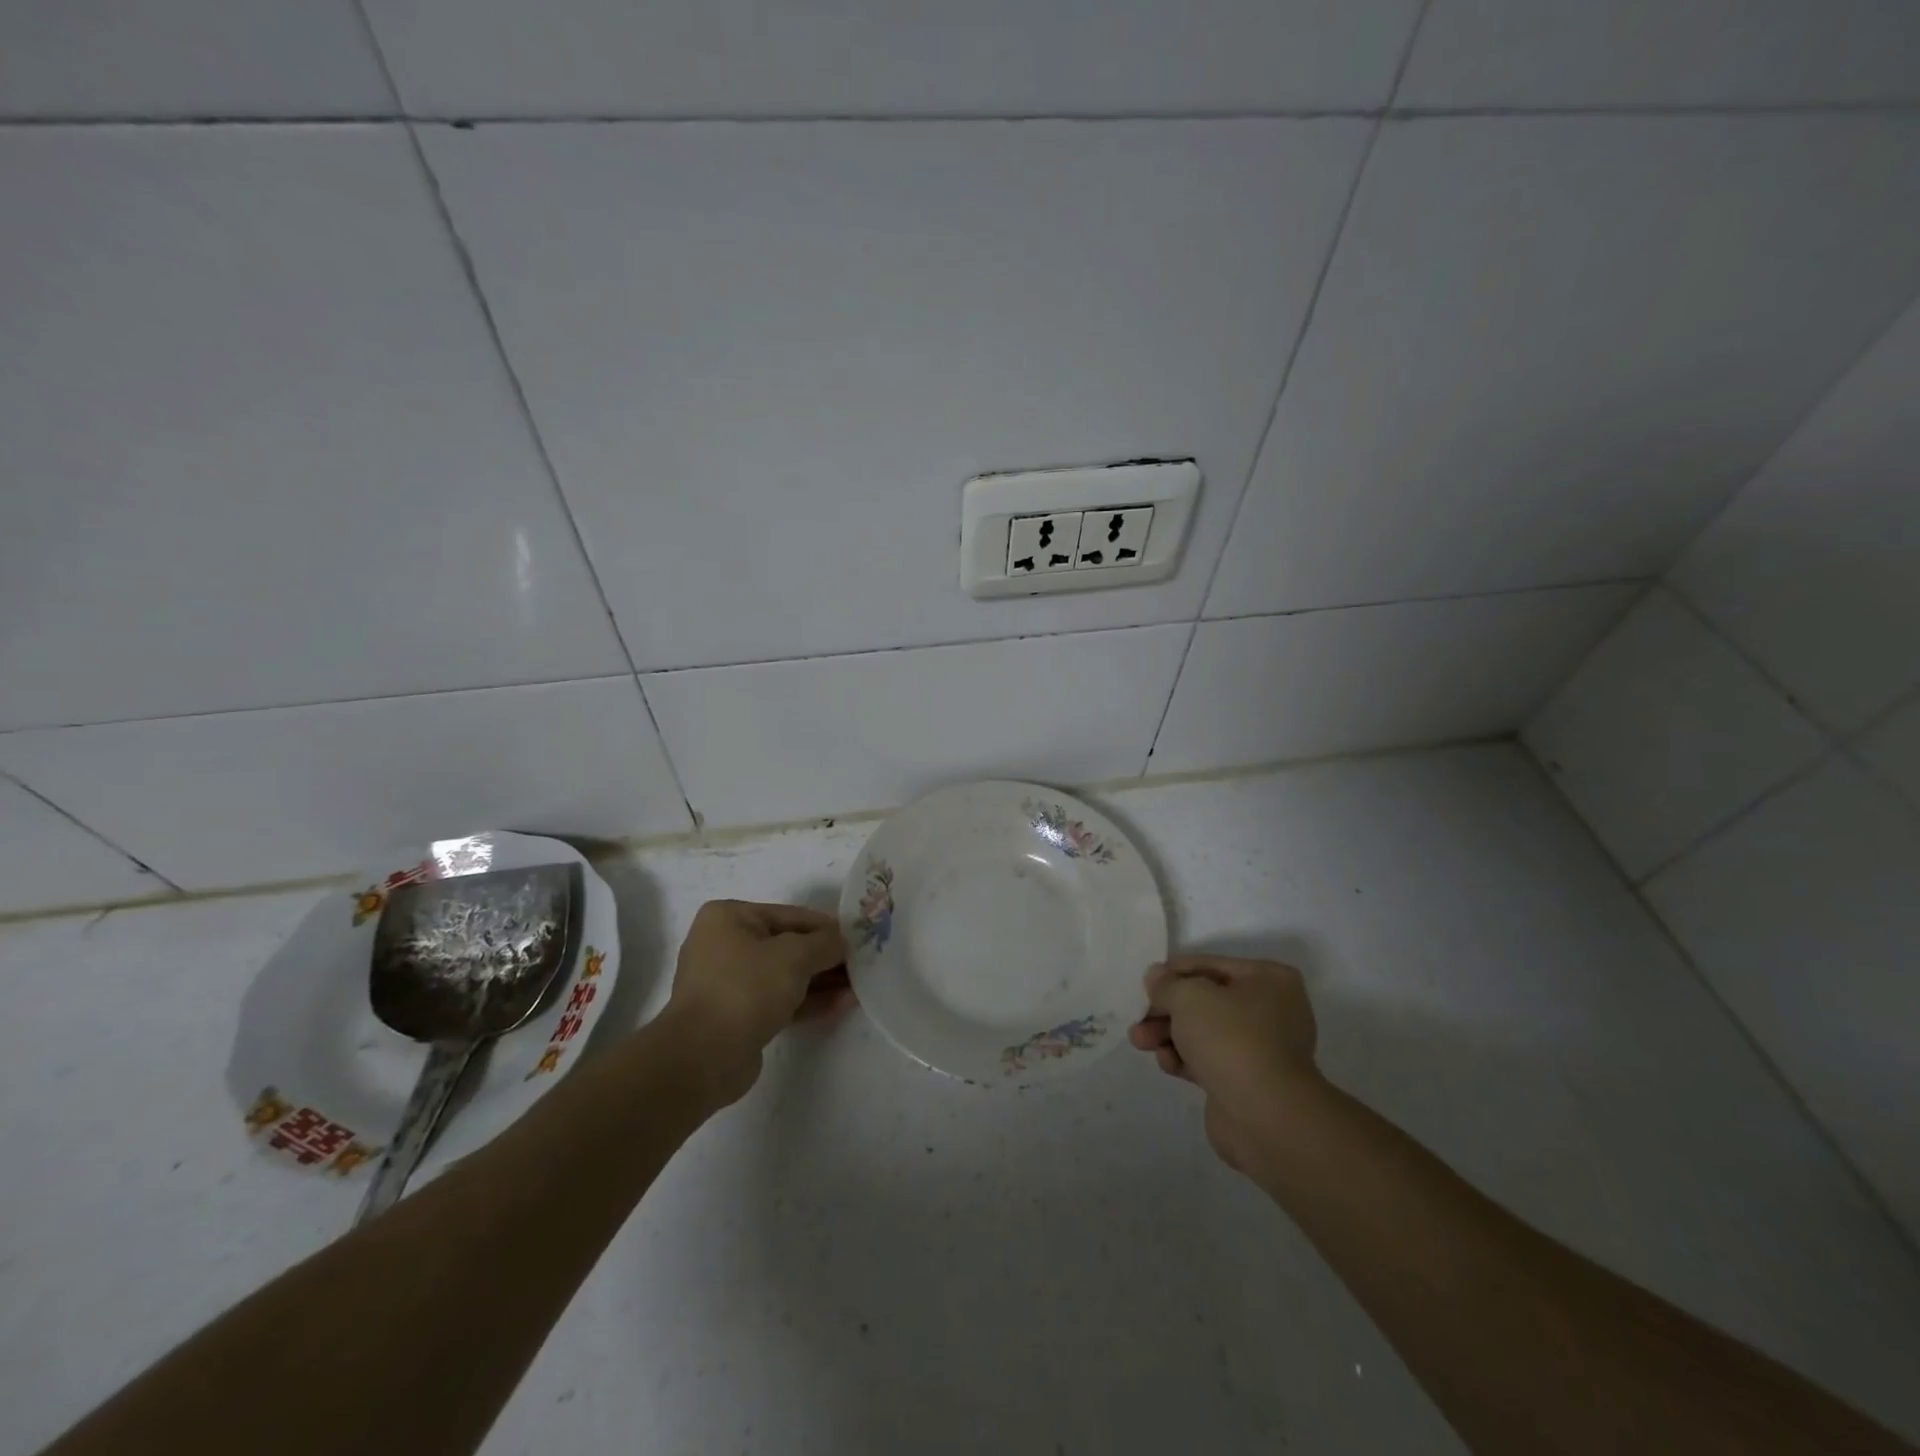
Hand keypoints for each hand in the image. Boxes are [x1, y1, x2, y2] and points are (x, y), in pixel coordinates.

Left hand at [662, 900, 847, 1103]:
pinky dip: (807, 1002)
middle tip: (860, 965)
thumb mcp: (794, 956)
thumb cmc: (746, 989)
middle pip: (787, 946)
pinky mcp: (736, 1016)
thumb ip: (825, 943)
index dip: (826, 927)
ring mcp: (728, 983)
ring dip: (821, 981)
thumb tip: (841, 941)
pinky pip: (778, 1001)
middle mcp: (724, 945)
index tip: (857, 938)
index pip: (789, 915)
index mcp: (728, 918)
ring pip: (784, 976)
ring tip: (857, 987)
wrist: (703, 1057)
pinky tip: (841, 1005)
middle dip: (825, 958)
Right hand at [1129, 954, 1321, 1173]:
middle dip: (1167, 1010)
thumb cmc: (1231, 1039)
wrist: (1266, 1117)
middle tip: (1138, 1018)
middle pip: (1205, 1001)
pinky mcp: (1247, 1081)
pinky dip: (1185, 1059)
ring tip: (1139, 1042)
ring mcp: (1262, 1049)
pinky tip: (1167, 1064)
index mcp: (1269, 979)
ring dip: (1169, 1034)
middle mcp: (1271, 1010)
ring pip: (1204, 1032)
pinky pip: (1209, 1060)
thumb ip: (1167, 984)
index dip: (1173, 972)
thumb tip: (1156, 976)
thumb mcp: (1189, 997)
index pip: (1210, 965)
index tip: (1145, 984)